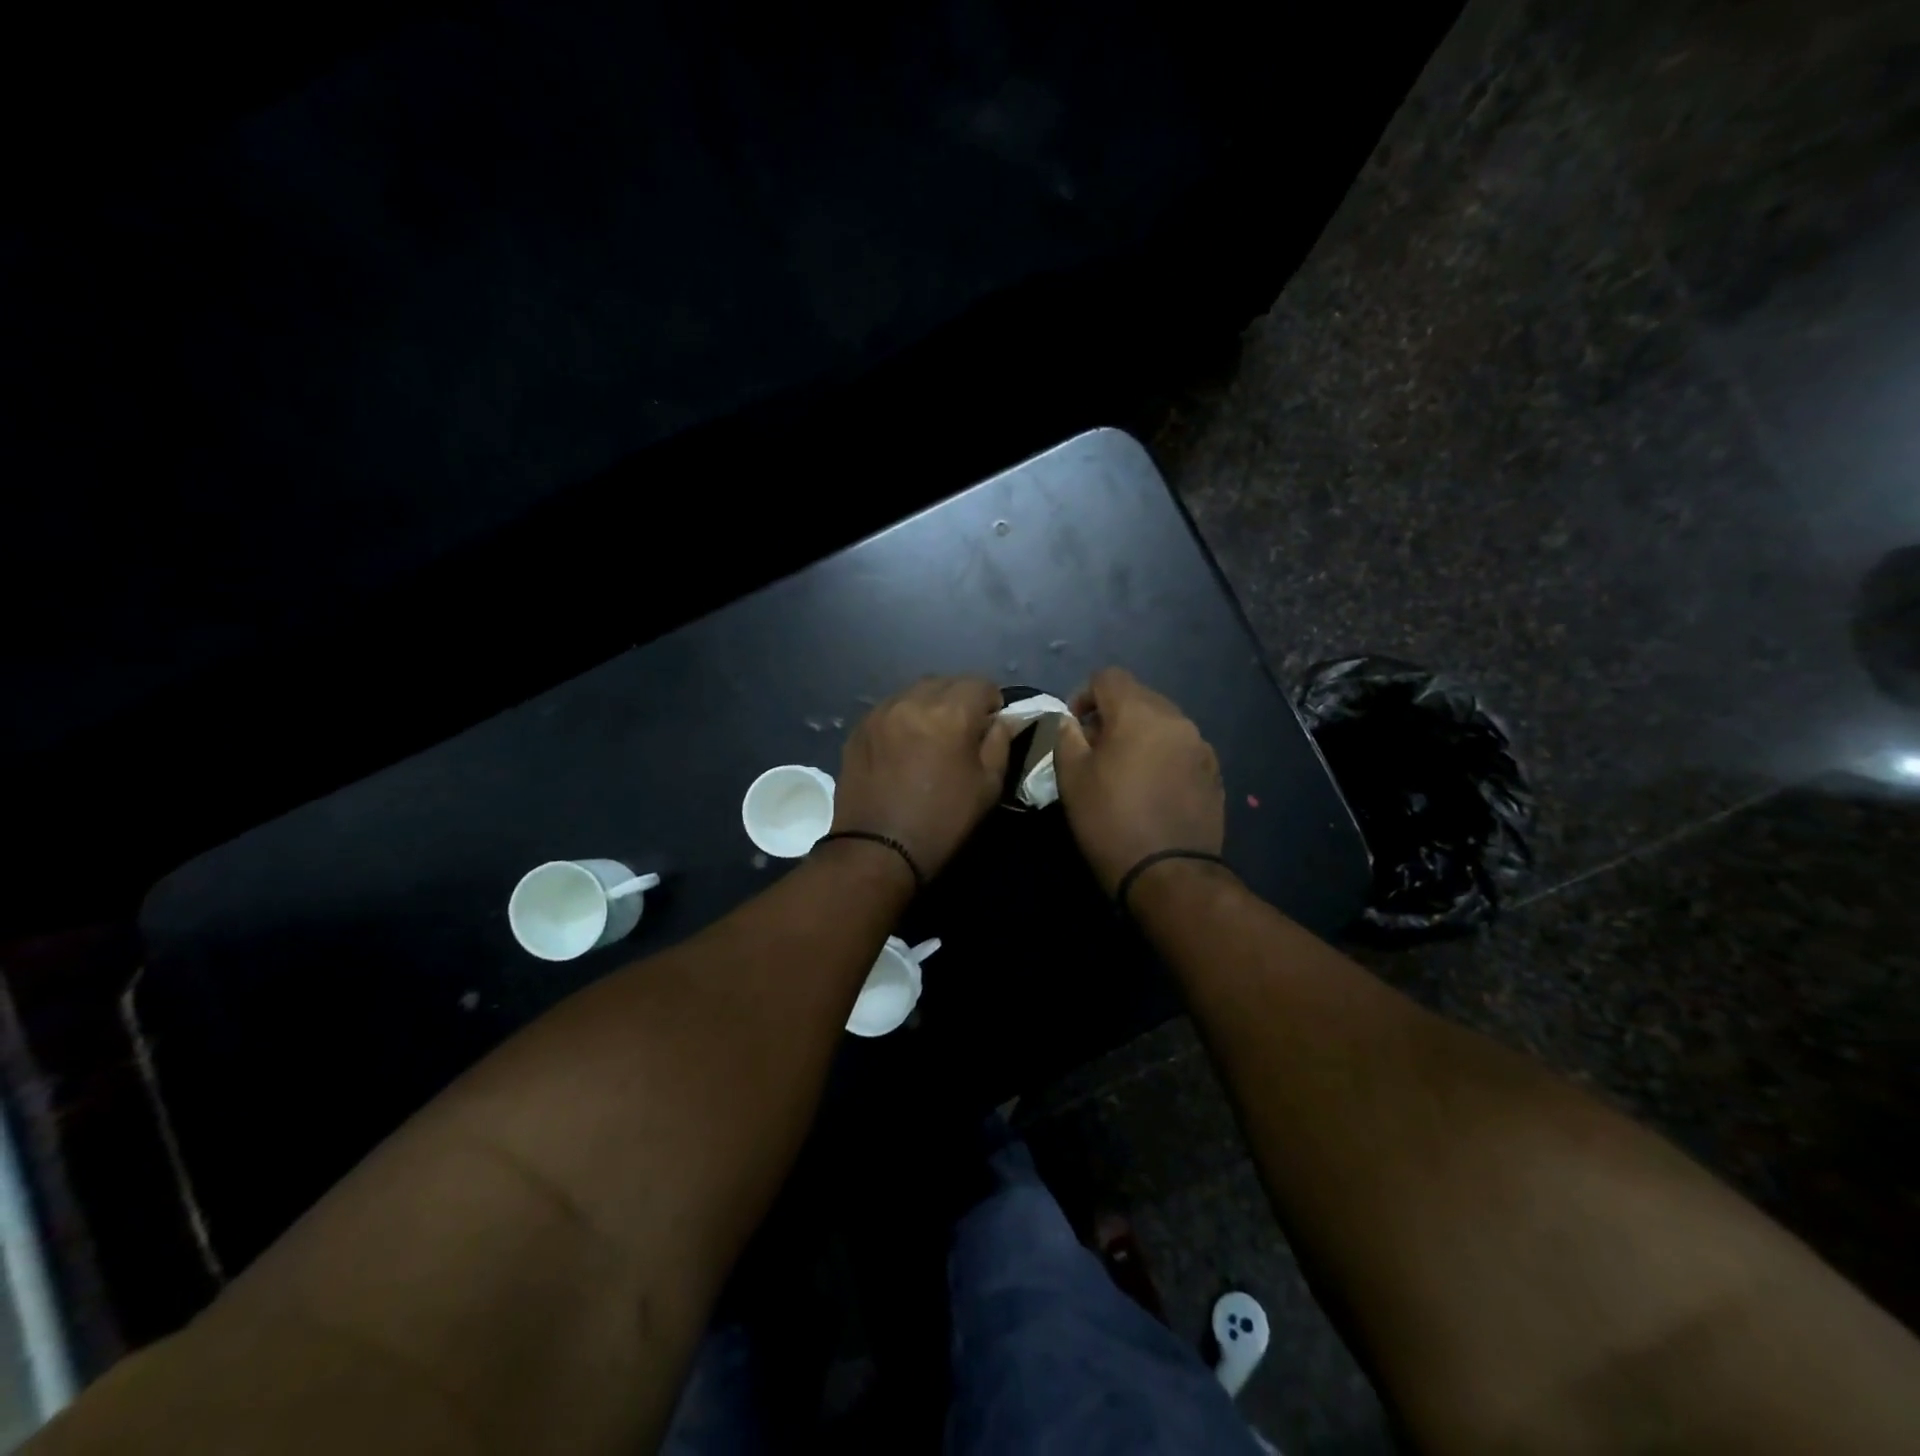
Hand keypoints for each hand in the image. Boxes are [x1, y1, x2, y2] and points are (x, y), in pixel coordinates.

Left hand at [832, 677, 1013, 879]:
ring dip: (930, 705)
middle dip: (960, 698)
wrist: (876, 850)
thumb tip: (1004, 719)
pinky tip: (904, 746)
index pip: (981, 684)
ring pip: (914, 691)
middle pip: (946, 682)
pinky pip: (890, 708)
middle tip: (963, 731)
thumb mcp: (987, 786)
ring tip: (932, 736)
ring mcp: (881, 712)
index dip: (992, 703)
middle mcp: (913, 700)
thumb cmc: (942, 821)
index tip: (991, 726)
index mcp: (950, 713)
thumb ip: (1000, 743)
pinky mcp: (859, 728)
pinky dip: (903, 717)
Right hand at [1053, 668, 1223, 895]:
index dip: (1084, 695)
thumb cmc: (1110, 822)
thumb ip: (1067, 736)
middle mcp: (1176, 719)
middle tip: (1096, 749)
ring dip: (1140, 734)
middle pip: (1139, 696)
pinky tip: (1152, 788)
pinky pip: (1181, 748)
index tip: (1075, 727)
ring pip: (1162, 722)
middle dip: (1113, 714)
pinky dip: (1162, 755)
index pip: (1108, 677)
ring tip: (1125, 770)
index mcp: (1139, 713)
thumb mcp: (1072, 778)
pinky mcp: (1214, 772)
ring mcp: (1200, 746)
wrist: (1169, 875)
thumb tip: (1071, 720)